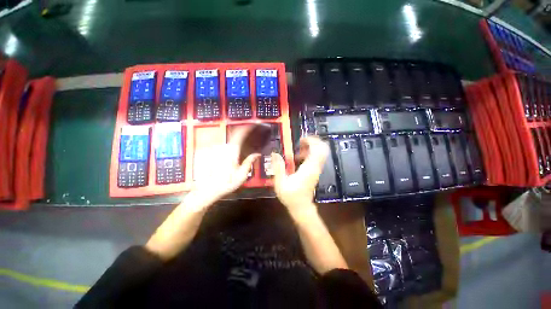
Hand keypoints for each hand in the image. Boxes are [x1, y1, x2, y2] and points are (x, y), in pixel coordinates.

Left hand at [193, 126, 259, 202]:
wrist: (207, 190)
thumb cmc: (226, 183)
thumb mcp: (242, 175)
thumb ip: (249, 162)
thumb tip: (257, 154)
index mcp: (231, 151)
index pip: (239, 134)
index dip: (247, 128)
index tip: (253, 125)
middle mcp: (224, 148)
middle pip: (235, 136)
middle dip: (243, 135)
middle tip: (251, 137)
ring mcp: (217, 150)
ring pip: (230, 142)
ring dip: (237, 142)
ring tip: (243, 148)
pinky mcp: (214, 154)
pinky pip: (225, 147)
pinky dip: (232, 147)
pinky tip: (234, 154)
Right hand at [271, 136, 328, 217]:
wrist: (301, 207)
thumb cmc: (291, 196)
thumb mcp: (281, 183)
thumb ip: (278, 168)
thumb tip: (275, 153)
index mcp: (309, 168)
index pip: (318, 150)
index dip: (312, 141)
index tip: (301, 139)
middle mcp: (315, 167)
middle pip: (323, 148)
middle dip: (313, 141)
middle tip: (300, 142)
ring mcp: (317, 169)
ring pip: (321, 152)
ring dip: (310, 147)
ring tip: (298, 149)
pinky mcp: (315, 171)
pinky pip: (316, 157)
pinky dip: (309, 153)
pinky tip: (299, 157)